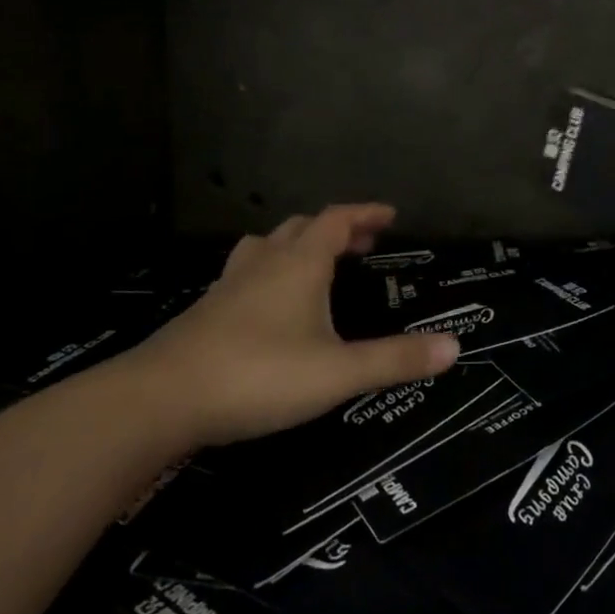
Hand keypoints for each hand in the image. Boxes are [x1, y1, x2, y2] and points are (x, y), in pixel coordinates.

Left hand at [125, 204, 458, 447]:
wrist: (158, 400)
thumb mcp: (338, 371)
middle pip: (301, 228)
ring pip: (266, 247)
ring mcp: (229, 286)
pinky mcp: (205, 313)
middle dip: (335, 229)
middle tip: (361, 244)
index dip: (364, 213)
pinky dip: (268, 274)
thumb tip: (455, 347)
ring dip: (296, 246)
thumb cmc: (258, 374)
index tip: (390, 214)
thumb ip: (395, 359)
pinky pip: (245, 275)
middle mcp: (264, 264)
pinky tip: (268, 306)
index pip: (336, 220)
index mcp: (299, 264)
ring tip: (314, 264)